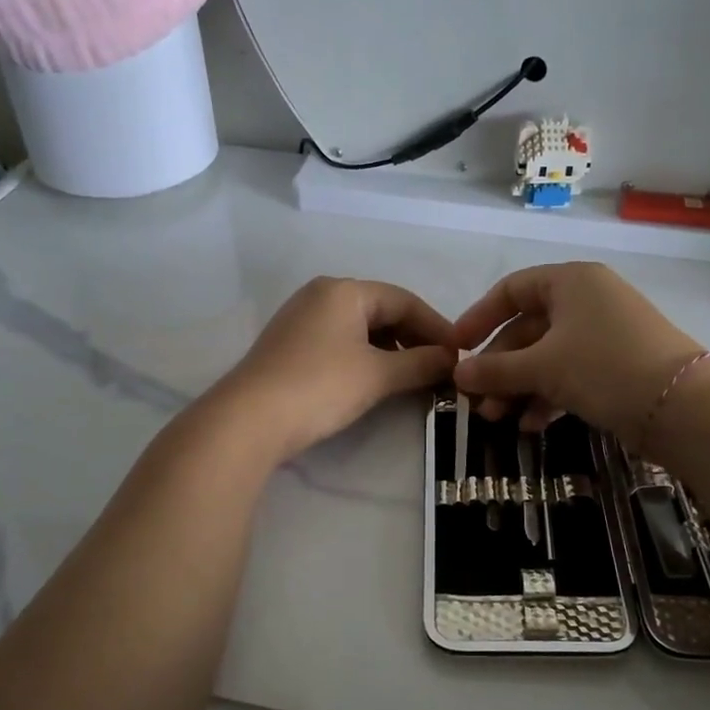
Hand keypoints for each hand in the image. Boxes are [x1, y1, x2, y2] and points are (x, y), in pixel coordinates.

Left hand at [216, 277, 456, 460]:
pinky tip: (378, 381)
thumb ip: (420, 363)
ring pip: (361, 328)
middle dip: (414, 339)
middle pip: (382, 311)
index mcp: (344, 290)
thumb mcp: (378, 375)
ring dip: (392, 351)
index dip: (437, 327)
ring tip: (414, 378)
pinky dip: (366, 358)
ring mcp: (301, 319)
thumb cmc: (320, 387)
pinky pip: (340, 342)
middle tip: (440, 368)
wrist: (248, 420)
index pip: (405, 300)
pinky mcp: (290, 345)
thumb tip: (452, 359)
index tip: (460, 354)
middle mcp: (321, 295)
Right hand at [451, 263, 707, 445]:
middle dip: (499, 367)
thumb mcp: (543, 367)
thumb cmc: (604, 367)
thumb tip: (458, 376)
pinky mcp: (618, 365)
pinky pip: (571, 374)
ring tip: (497, 420)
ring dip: (519, 387)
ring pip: (548, 356)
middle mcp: (588, 300)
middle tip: (476, 401)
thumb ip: (495, 370)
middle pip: (528, 328)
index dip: (479, 318)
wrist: (682, 407)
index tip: (456, 349)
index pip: (511, 290)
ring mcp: (606, 334)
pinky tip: (531, 426)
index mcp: (570, 281)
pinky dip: (548, 396)